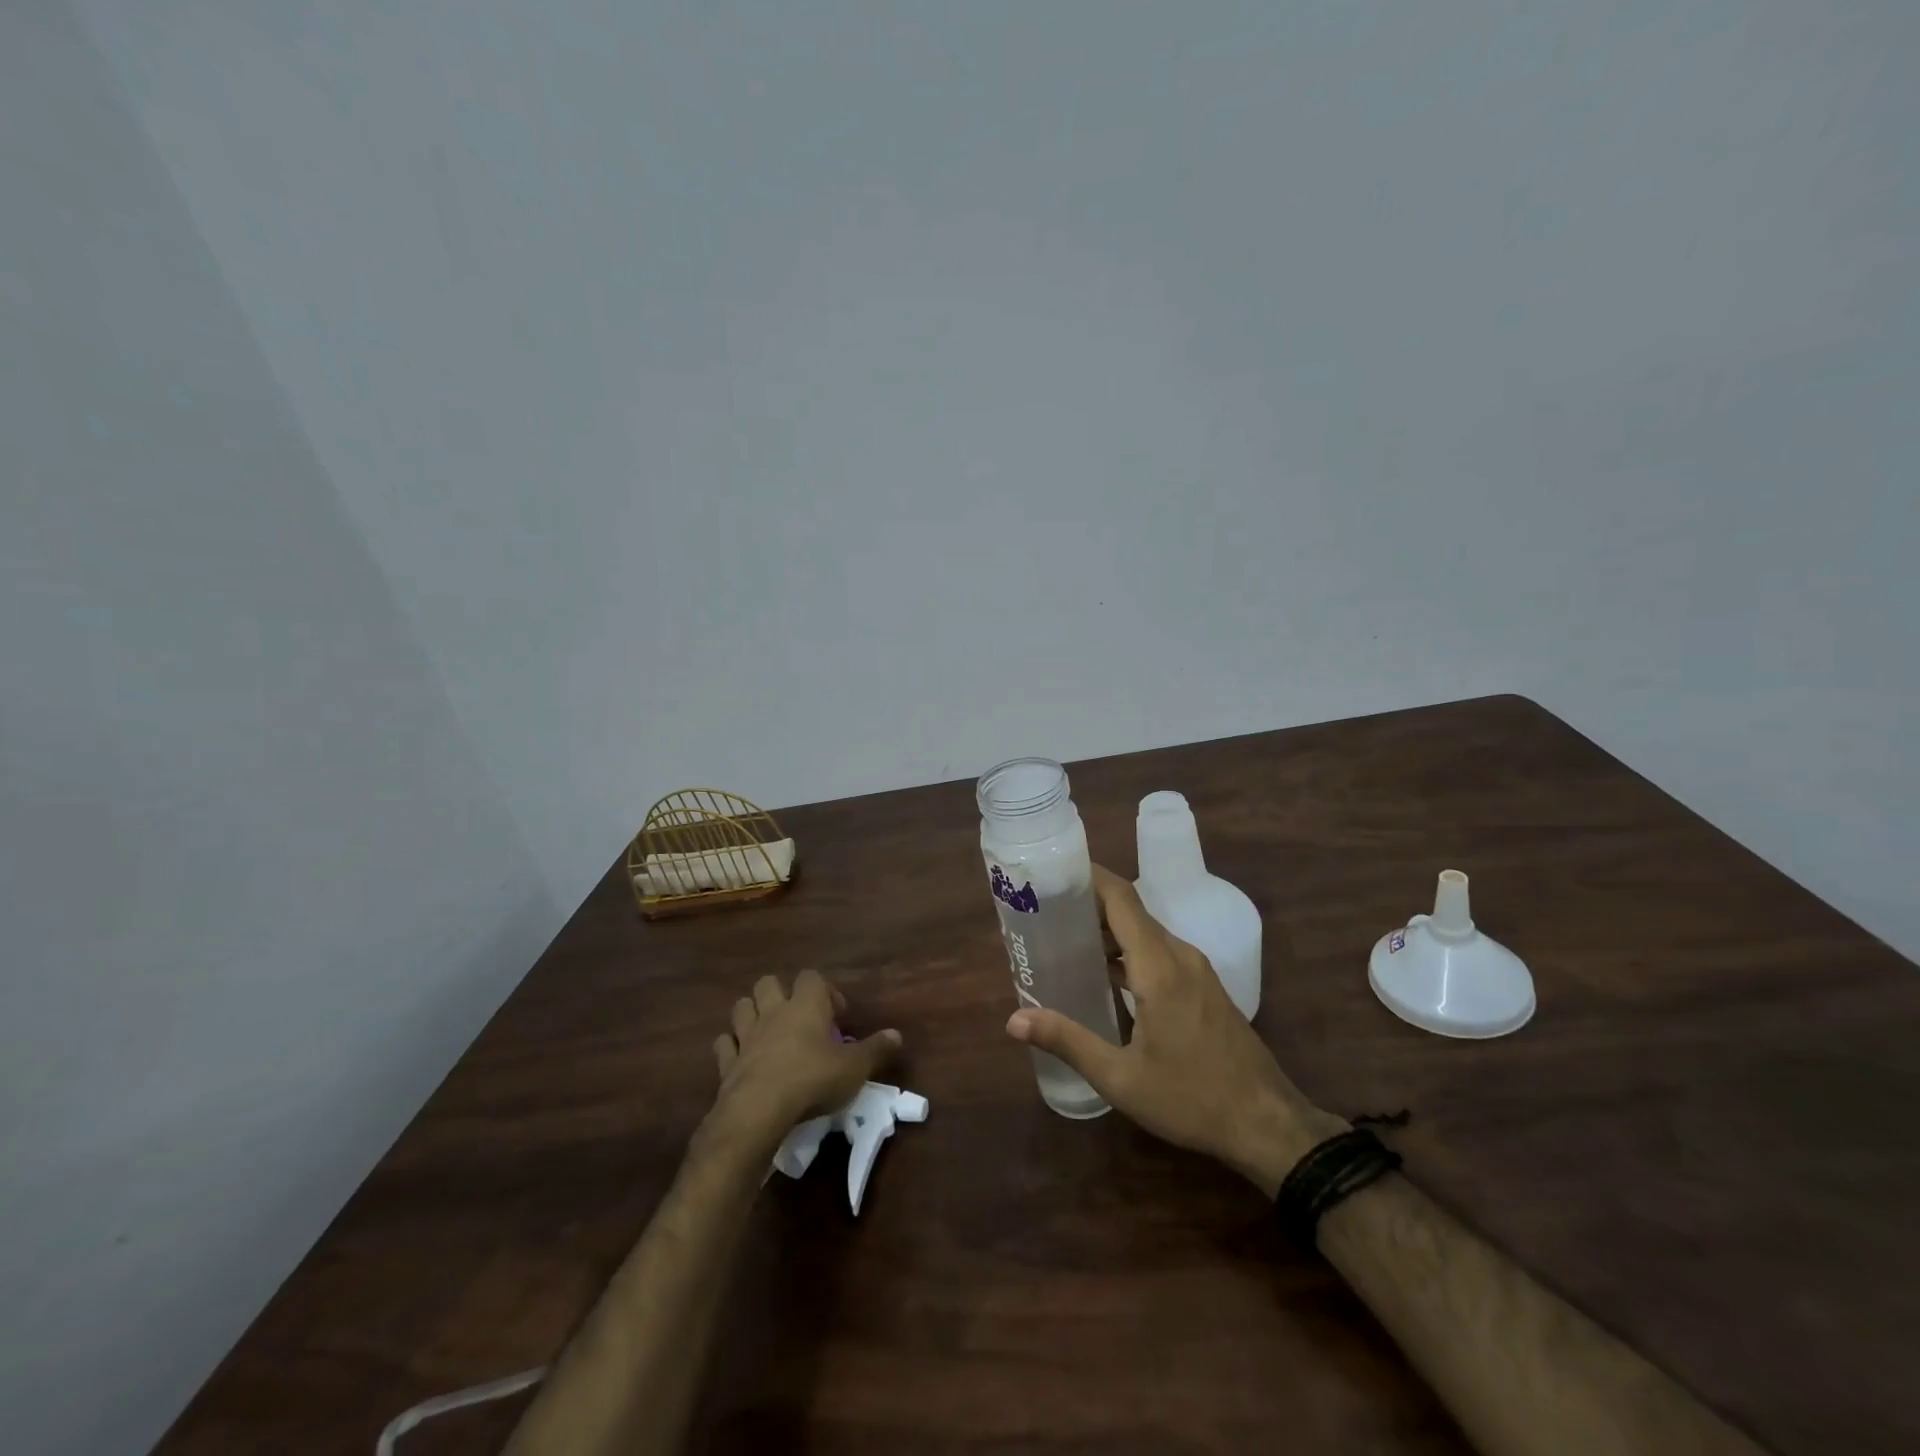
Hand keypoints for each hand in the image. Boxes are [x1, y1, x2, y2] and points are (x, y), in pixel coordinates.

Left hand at [705, 969, 901, 1154]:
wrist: (759, 1111)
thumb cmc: (813, 1080)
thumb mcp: (855, 1068)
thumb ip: (876, 1049)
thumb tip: (897, 1035)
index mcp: (806, 1005)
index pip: (812, 977)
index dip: (824, 991)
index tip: (836, 1015)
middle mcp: (774, 1012)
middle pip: (768, 983)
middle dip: (780, 993)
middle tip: (797, 1017)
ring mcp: (747, 1036)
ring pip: (742, 1007)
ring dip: (752, 1014)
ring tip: (767, 1032)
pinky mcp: (727, 1063)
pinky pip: (725, 1044)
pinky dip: (731, 1047)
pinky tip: (741, 1058)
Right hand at [1006, 865, 1344, 1194]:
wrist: (1268, 1124)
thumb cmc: (1192, 1098)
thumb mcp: (1121, 1078)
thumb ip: (1068, 1042)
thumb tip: (1014, 1020)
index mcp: (1159, 966)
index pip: (1121, 899)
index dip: (1089, 877)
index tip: (1052, 871)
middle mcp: (1179, 956)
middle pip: (1130, 911)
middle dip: (1088, 904)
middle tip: (1043, 911)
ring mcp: (1196, 970)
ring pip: (1146, 933)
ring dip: (1108, 931)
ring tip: (1064, 939)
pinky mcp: (1204, 987)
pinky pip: (1159, 952)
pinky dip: (1128, 951)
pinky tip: (1104, 974)